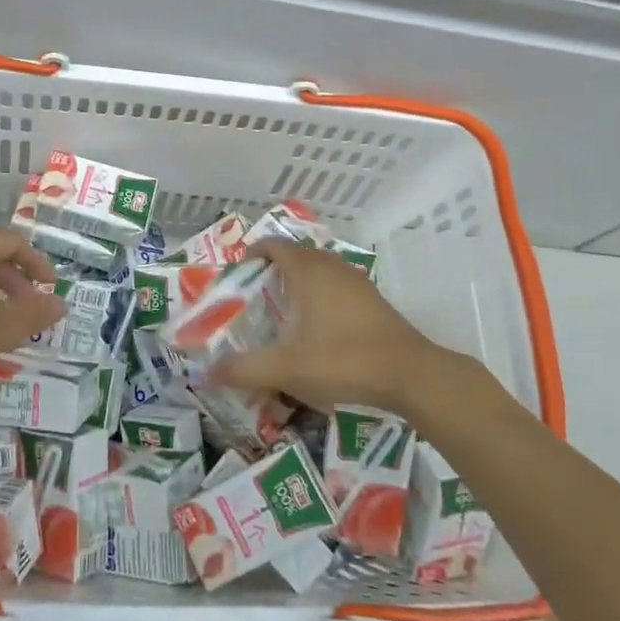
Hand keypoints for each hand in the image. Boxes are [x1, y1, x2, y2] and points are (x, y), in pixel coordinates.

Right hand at [210, 240, 456, 420]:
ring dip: (299, 283)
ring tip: (283, 314)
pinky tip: (317, 330)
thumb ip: (245, 369)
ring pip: (320, 271)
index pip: (274, 246)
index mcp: (308, 272)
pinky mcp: (374, 301)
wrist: (411, 375)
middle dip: (273, 271)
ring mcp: (357, 282)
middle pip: (296, 256)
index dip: (252, 255)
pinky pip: (337, 286)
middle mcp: (332, 267)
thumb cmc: (344, 360)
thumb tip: (208, 372)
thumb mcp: (287, 369)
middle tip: (255, 299)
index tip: (238, 277)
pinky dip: (320, 297)